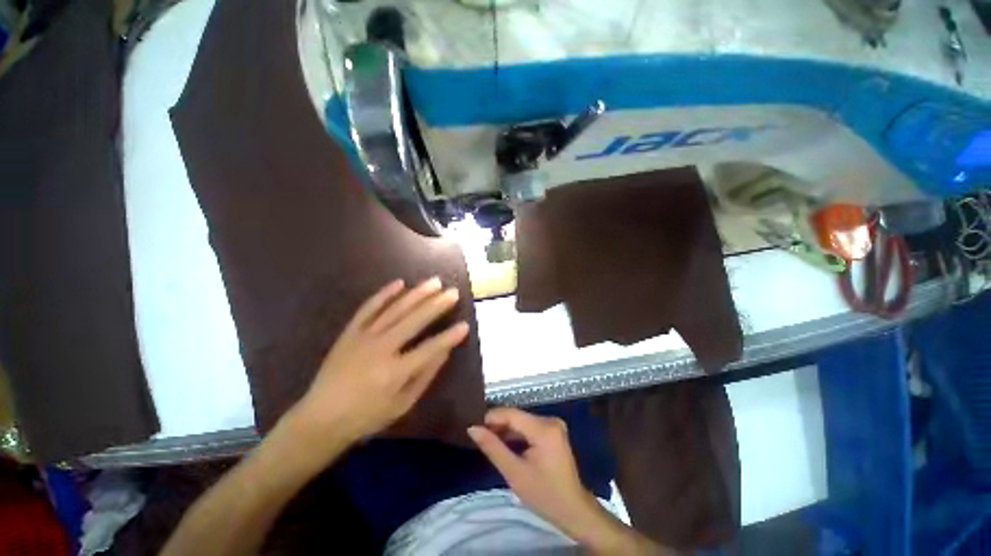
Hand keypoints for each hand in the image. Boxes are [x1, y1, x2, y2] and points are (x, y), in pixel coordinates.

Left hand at [291, 278, 468, 452]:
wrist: (320, 418)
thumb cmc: (366, 416)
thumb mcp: (402, 404)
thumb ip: (425, 376)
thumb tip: (444, 351)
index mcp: (394, 372)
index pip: (430, 348)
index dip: (449, 337)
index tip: (465, 325)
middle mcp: (380, 349)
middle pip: (414, 321)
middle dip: (436, 305)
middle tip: (453, 292)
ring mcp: (362, 337)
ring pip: (394, 310)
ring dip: (417, 294)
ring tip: (435, 282)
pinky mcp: (349, 332)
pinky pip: (368, 308)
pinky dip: (384, 294)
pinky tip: (399, 283)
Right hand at [467, 408, 618, 545]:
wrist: (573, 510)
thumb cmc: (544, 495)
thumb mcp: (514, 473)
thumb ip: (493, 448)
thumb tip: (472, 428)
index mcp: (544, 428)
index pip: (511, 414)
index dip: (491, 417)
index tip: (474, 427)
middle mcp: (550, 420)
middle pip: (517, 416)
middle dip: (498, 425)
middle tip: (479, 437)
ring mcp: (553, 425)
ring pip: (522, 421)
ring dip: (506, 430)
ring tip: (489, 441)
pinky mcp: (553, 431)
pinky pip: (529, 427)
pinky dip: (517, 434)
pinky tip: (505, 444)